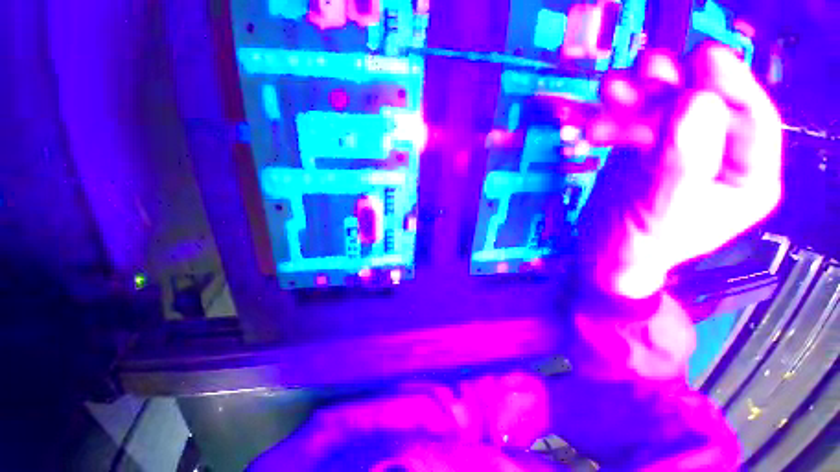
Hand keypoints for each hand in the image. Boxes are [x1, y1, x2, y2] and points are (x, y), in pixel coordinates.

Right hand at [579, 43, 782, 298]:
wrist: (603, 254)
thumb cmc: (638, 246)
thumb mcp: (663, 211)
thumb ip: (683, 163)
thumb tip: (697, 103)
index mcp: (746, 178)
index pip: (752, 119)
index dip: (729, 84)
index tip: (703, 57)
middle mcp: (719, 156)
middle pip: (704, 105)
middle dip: (673, 89)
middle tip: (645, 72)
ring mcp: (681, 149)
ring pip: (666, 108)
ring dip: (637, 99)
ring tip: (611, 93)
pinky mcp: (647, 150)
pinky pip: (636, 122)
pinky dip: (616, 119)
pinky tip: (598, 126)